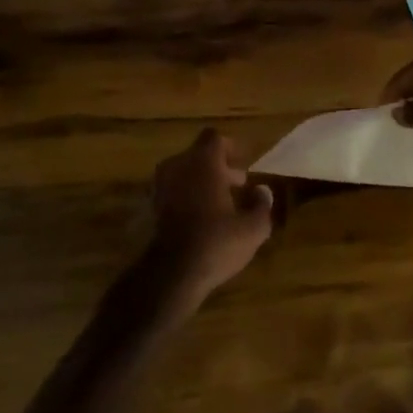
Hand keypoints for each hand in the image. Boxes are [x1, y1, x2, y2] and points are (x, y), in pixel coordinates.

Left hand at [140, 128, 274, 313]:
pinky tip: (201, 219)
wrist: (171, 274)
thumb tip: (263, 191)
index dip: (230, 147)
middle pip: (198, 155)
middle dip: (219, 167)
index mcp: (203, 163)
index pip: (214, 138)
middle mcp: (178, 167)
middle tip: (238, 185)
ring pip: (183, 173)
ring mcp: (160, 187)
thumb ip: (261, 205)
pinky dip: (187, 197)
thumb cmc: (216, 243)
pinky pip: (172, 192)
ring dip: (202, 182)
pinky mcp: (149, 208)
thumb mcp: (253, 228)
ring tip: (221, 204)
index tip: (244, 162)